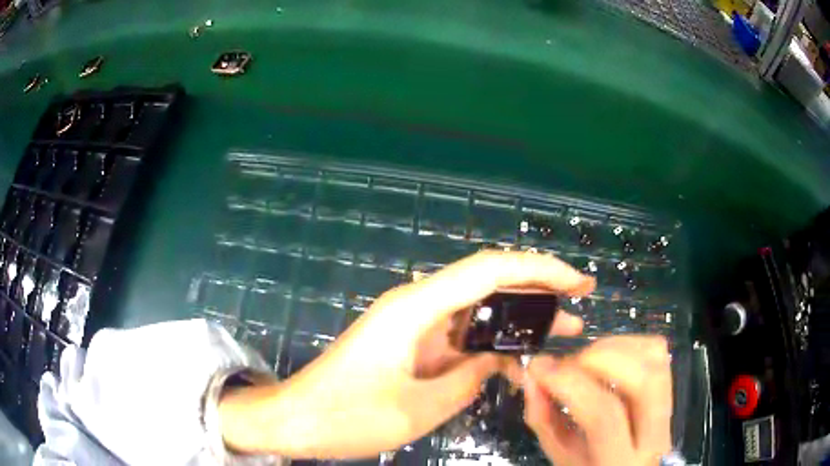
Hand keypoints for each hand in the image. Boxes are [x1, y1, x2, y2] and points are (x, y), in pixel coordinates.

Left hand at [219, 250, 594, 458]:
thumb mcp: (418, 408)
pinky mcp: (409, 342)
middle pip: (487, 281)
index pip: (490, 270)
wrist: (298, 419)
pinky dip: (491, 341)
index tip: (578, 281)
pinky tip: (514, 357)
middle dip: (537, 287)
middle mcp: (416, 304)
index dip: (540, 269)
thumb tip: (496, 360)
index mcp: (416, 307)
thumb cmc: (348, 416)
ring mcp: (412, 323)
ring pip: (477, 308)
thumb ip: (468, 379)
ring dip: (517, 317)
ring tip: (559, 331)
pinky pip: (459, 333)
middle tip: (579, 302)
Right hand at [522, 336, 672, 465]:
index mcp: (620, 462)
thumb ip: (545, 422)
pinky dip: (629, 344)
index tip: (540, 369)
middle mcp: (655, 435)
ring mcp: (669, 410)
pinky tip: (607, 356)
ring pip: (656, 358)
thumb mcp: (562, 458)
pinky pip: (658, 352)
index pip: (604, 415)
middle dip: (600, 358)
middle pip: (644, 379)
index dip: (570, 385)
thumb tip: (533, 377)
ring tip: (585, 359)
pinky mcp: (671, 390)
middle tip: (568, 363)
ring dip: (615, 346)